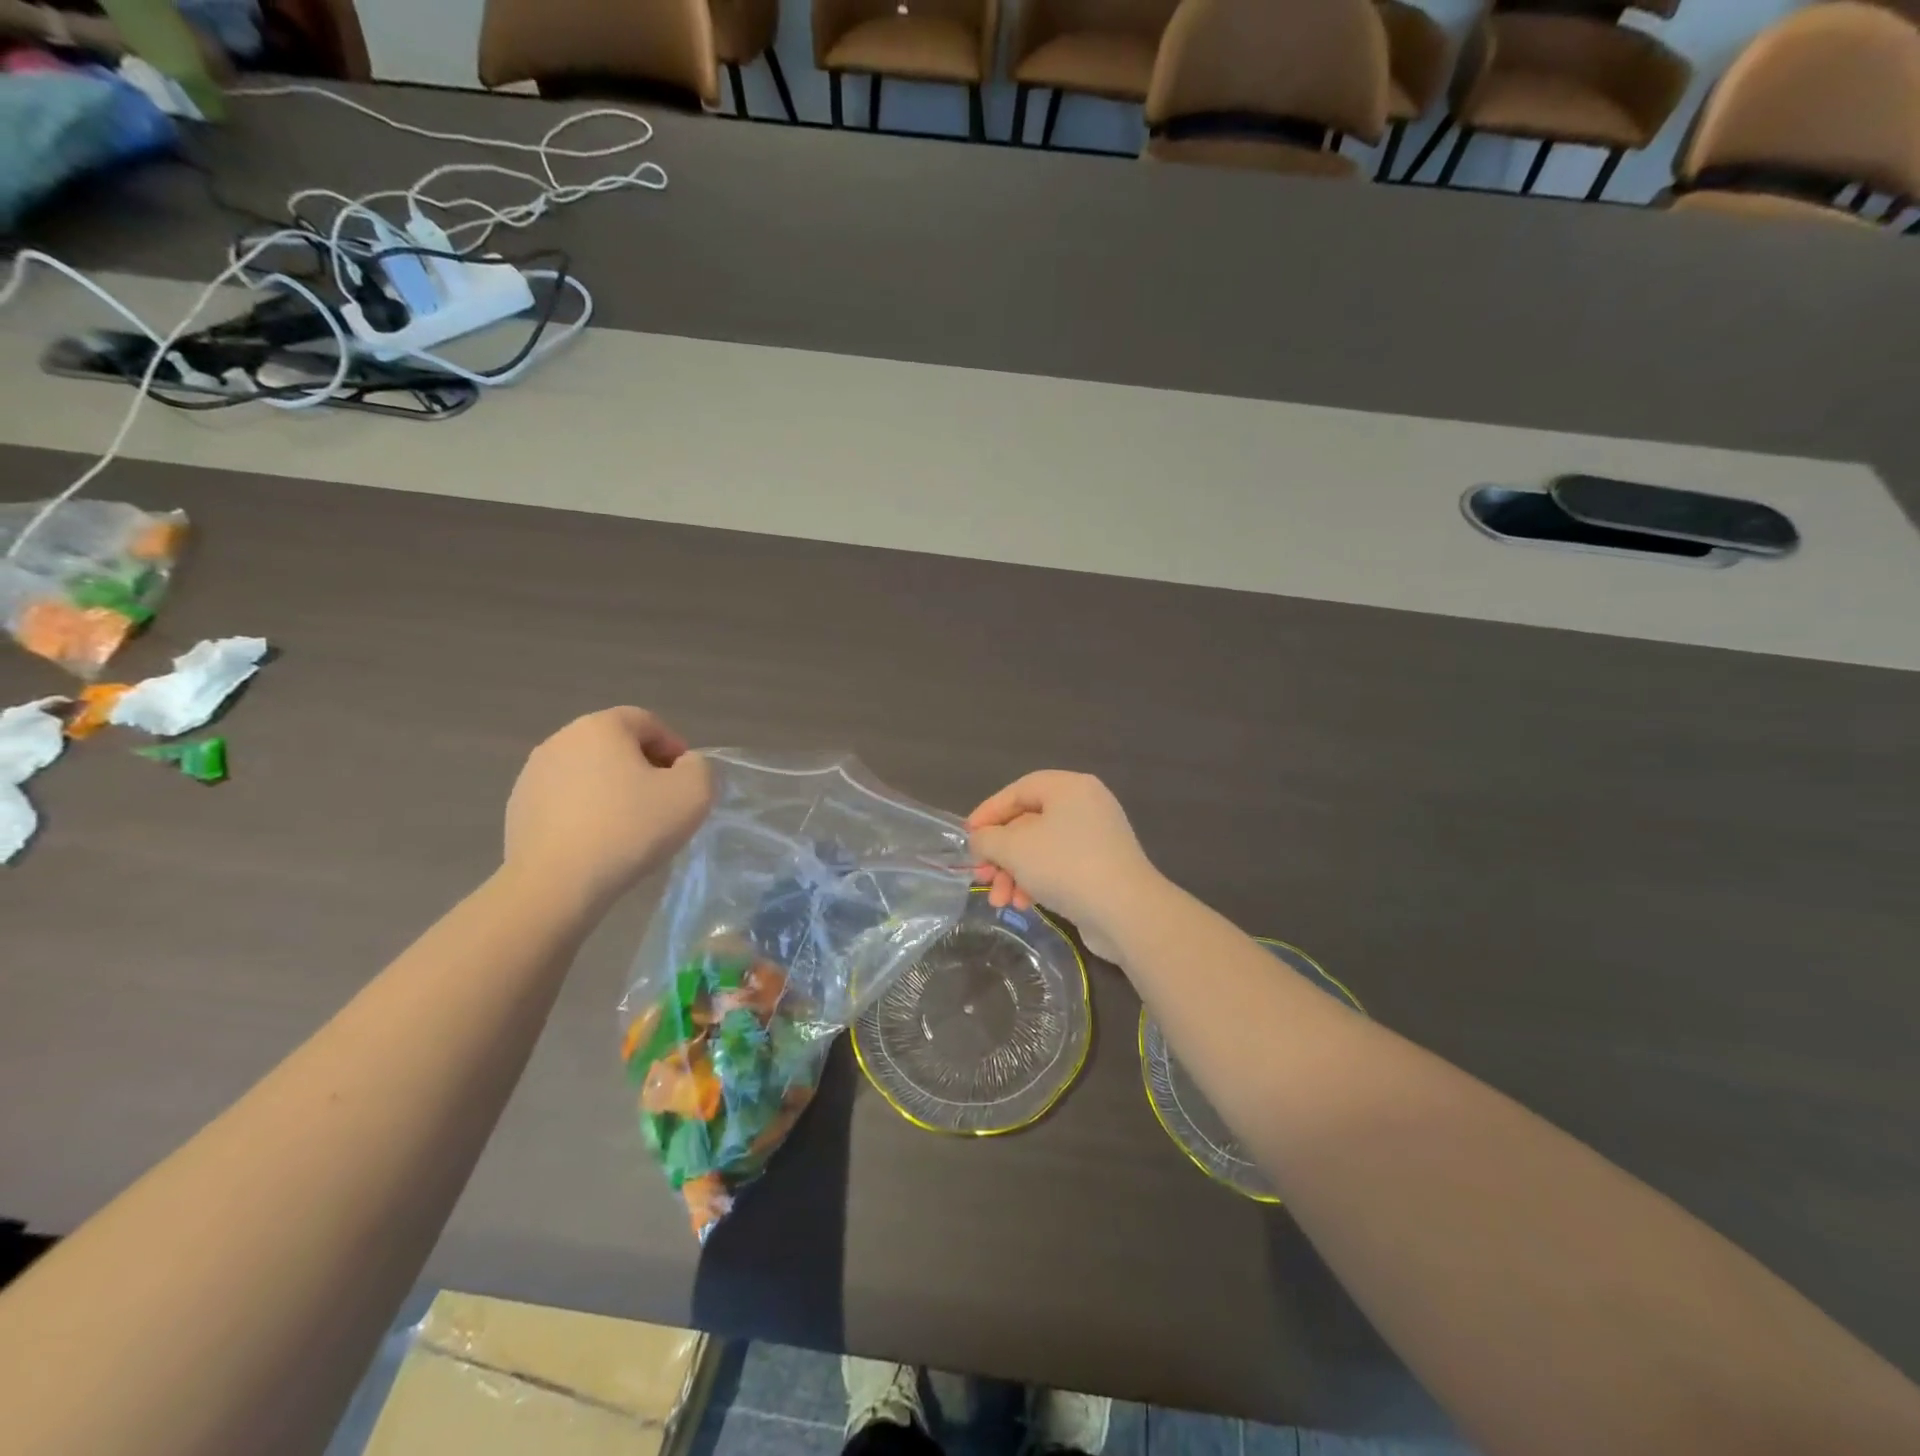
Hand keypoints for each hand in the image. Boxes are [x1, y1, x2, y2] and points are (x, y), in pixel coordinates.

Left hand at [504, 708, 713, 912]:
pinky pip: (566, 801)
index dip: (674, 748)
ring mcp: (533, 775)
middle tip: (663, 804)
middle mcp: (561, 740)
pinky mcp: (518, 809)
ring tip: (630, 828)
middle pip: (616, 746)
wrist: (556, 884)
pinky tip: (599, 843)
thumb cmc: (630, 828)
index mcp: (601, 726)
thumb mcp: (693, 793)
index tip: (685, 782)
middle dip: (643, 769)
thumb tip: (682, 767)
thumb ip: (699, 768)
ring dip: (613, 791)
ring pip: (589, 774)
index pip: (648, 722)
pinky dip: (587, 813)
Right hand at [966, 771, 1161, 960]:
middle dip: (1001, 854)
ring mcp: (1097, 838)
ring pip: (1041, 849)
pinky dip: (1037, 882)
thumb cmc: (1065, 866)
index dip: (989, 812)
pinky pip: (1059, 867)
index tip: (968, 836)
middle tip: (981, 876)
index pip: (1019, 790)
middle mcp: (1086, 806)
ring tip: (1000, 901)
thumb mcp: (1014, 848)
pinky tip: (1024, 905)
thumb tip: (981, 841)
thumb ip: (988, 839)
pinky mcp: (1102, 868)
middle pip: (1028, 823)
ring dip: (1015, 874)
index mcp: (1069, 787)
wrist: (1126, 912)